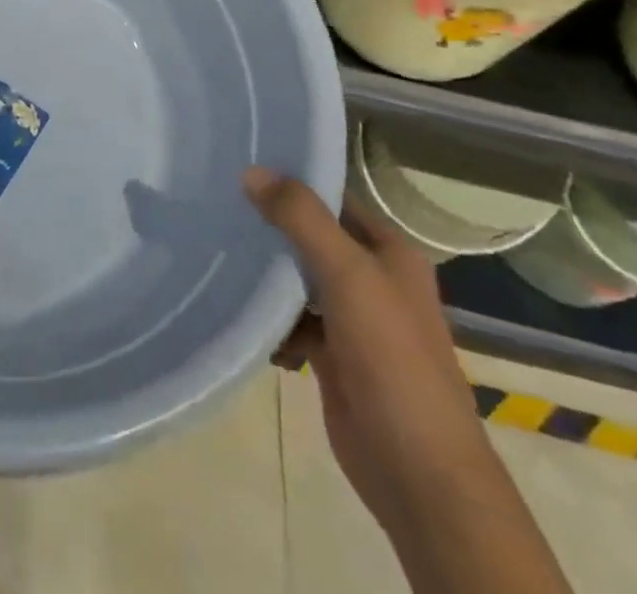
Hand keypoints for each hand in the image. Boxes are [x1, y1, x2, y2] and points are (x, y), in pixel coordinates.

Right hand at [244, 168, 498, 544]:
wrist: (418, 471)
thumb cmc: (392, 357)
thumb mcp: (348, 273)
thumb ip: (301, 218)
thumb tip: (252, 170)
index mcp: (390, 252)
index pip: (334, 199)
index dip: (294, 182)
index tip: (242, 165)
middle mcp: (373, 279)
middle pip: (313, 238)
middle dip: (272, 226)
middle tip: (218, 203)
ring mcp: (353, 320)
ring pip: (300, 279)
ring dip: (267, 273)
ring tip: (218, 248)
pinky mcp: (334, 356)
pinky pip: (293, 320)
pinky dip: (270, 317)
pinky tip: (237, 308)